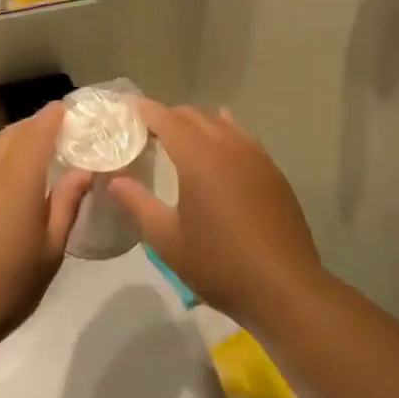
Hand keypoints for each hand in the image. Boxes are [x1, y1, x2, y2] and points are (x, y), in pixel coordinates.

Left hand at [0, 105, 90, 356]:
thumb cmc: (6, 287)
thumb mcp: (50, 251)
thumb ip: (67, 204)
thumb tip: (83, 171)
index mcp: (18, 177)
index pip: (39, 129)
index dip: (55, 116)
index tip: (69, 110)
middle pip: (12, 132)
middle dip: (34, 127)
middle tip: (54, 136)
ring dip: (9, 142)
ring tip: (25, 159)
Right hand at [109, 102, 326, 328]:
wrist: (283, 287)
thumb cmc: (218, 263)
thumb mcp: (166, 239)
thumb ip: (137, 203)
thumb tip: (115, 180)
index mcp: (199, 157)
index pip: (167, 118)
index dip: (146, 110)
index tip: (129, 109)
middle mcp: (229, 146)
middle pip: (194, 115)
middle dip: (169, 116)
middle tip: (148, 131)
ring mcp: (256, 156)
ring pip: (222, 122)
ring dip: (198, 124)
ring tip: (181, 140)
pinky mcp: (273, 171)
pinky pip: (242, 137)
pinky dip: (223, 135)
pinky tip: (218, 155)